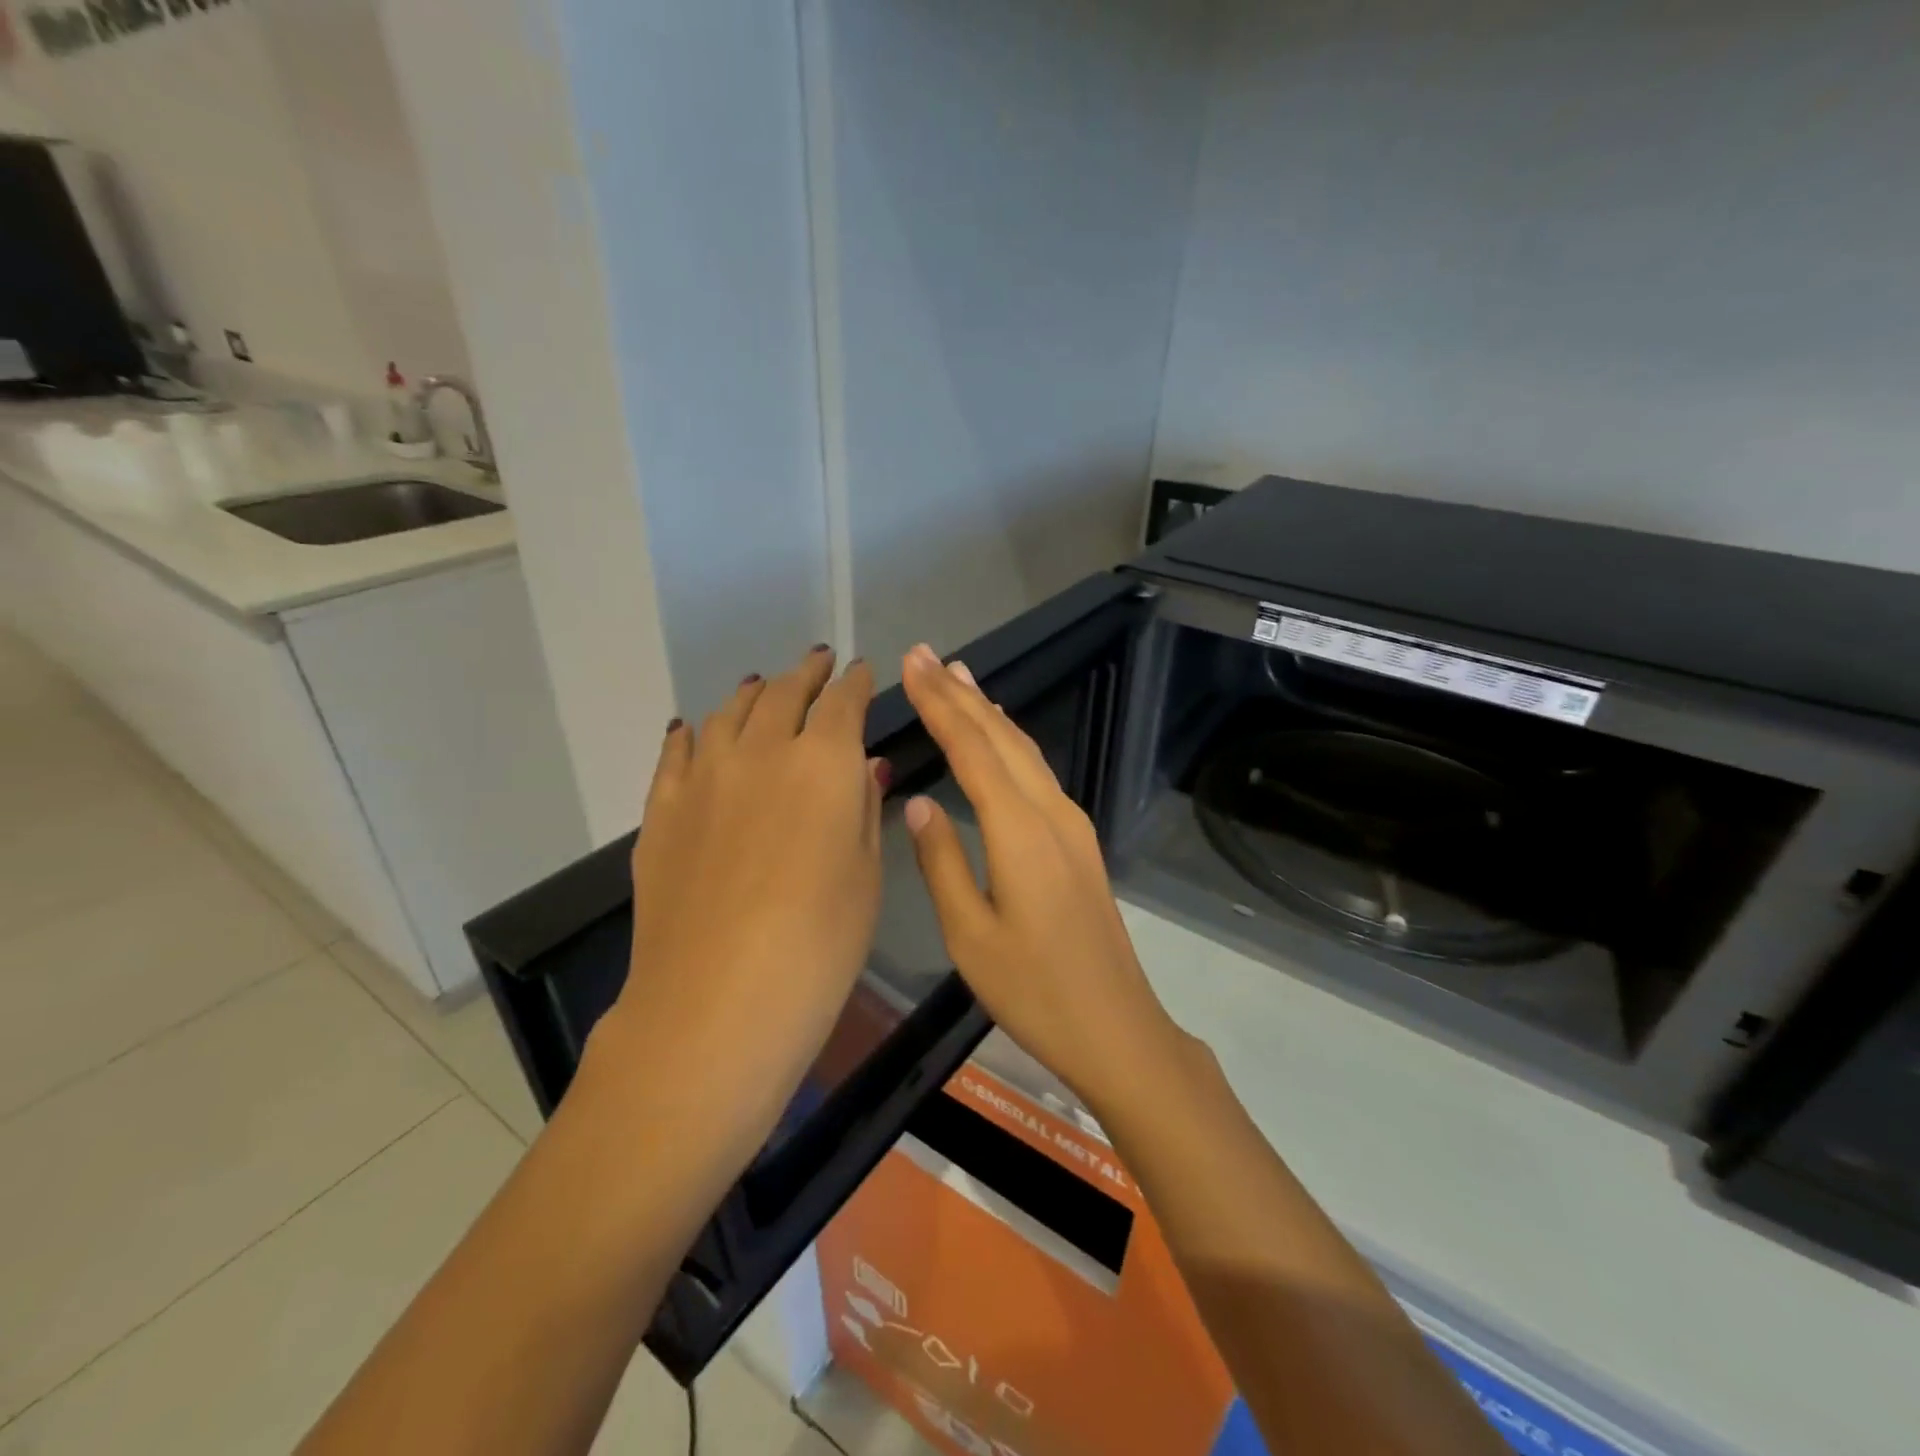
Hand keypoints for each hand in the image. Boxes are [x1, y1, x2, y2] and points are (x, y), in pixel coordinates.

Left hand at [593, 646, 882, 1160]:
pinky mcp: (662, 810)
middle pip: (783, 694)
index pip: (843, 702)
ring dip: (752, 693)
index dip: (855, 682)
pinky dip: (691, 732)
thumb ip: (862, 808)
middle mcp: (761, 752)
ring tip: (762, 685)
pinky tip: (693, 727)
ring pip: (728, 713)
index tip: (861, 671)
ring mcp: (703, 777)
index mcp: (822, 763)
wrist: (715, 1002)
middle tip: (818, 662)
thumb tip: (865, 764)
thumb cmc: (818, 944)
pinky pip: (676, 752)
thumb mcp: (864, 875)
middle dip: (806, 673)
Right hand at [898, 642, 1178, 1107]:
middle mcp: (1050, 812)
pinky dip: (1009, 742)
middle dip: (960, 693)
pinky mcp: (1078, 841)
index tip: (913, 664)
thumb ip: (942, 861)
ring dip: (989, 711)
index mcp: (1019, 830)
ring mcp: (1071, 824)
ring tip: (959, 678)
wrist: (1115, 1026)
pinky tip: (998, 738)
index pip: (971, 749)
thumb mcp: (970, 935)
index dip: (939, 703)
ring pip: (1024, 750)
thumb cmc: (1034, 989)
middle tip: (926, 655)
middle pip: (1000, 737)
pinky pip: (1037, 772)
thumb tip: (919, 802)